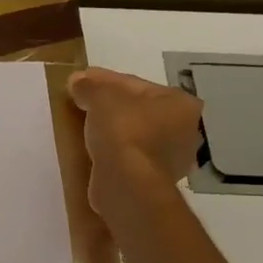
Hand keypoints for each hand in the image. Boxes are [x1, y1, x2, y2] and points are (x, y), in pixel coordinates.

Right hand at [67, 68, 204, 228]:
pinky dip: (111, 149)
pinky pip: (128, 155)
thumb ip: (90, 86)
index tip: (79, 80)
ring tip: (82, 124)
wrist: (127, 183)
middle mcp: (184, 129)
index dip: (103, 79)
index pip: (135, 84)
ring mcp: (170, 157)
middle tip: (81, 101)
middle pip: (137, 109)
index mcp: (180, 103)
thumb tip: (78, 81)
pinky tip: (91, 147)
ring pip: (133, 133)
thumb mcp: (101, 98)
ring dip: (110, 128)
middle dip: (109, 104)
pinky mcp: (151, 179)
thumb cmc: (123, 131)